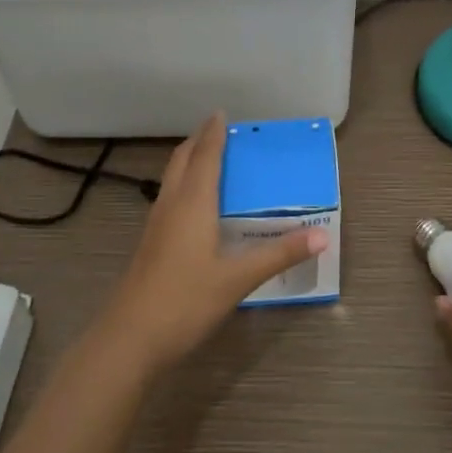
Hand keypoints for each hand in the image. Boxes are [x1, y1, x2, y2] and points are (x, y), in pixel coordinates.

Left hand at [97, 113, 326, 377]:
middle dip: (198, 141)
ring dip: (188, 161)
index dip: (214, 134)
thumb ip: (279, 254)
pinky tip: (194, 205)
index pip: (205, 157)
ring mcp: (156, 226)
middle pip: (182, 161)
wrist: (130, 339)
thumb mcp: (238, 279)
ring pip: (171, 179)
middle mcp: (171, 206)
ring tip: (207, 158)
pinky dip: (183, 185)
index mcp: (193, 204)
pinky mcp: (150, 245)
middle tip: (217, 129)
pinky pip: (169, 198)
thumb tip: (322, 235)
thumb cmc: (186, 301)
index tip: (221, 113)